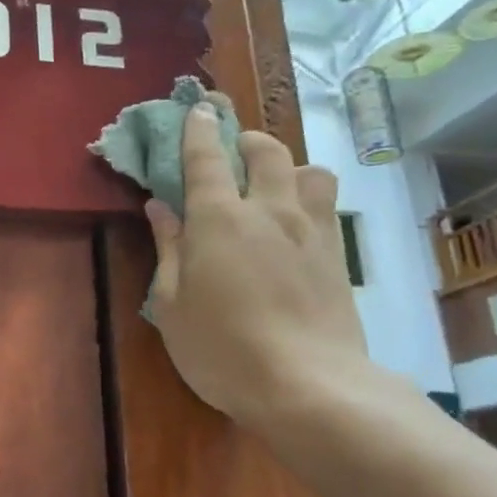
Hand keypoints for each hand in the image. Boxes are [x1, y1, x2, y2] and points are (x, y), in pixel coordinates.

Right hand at [143, 102, 373, 428]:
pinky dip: (307, 200)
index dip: (199, 129)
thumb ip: (168, 248)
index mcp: (220, 218)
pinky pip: (326, 207)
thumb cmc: (222, 348)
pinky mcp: (338, 256)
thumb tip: (159, 206)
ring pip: (310, 170)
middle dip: (247, 140)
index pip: (207, 157)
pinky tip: (295, 226)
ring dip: (289, 166)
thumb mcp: (172, 303)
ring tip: (273, 187)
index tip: (197, 109)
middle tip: (233, 151)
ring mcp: (311, 231)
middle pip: (266, 150)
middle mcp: (269, 211)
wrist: (308, 386)